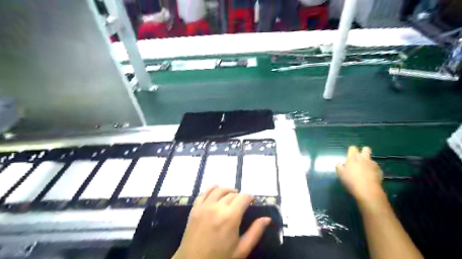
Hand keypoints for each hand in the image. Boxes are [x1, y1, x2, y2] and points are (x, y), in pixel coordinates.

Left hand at [173, 186, 270, 258]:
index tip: (252, 202)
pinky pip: (204, 192)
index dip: (250, 197)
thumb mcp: (241, 250)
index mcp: (230, 217)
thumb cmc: (220, 258)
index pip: (243, 197)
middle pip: (232, 194)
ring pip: (218, 190)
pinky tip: (216, 189)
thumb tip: (267, 218)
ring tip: (231, 195)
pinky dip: (212, 188)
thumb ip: (255, 232)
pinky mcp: (195, 208)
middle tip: (242, 204)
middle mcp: (217, 207)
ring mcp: (204, 206)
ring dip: (227, 190)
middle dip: (239, 196)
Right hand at [338, 146, 384, 201]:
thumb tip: (341, 163)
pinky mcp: (379, 170)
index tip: (349, 156)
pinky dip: (372, 170)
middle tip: (359, 159)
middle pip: (366, 149)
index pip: (352, 148)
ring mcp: (372, 164)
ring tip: (364, 171)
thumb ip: (339, 166)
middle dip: (363, 151)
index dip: (351, 151)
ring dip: (367, 162)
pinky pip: (375, 167)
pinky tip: (370, 177)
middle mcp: (363, 158)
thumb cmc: (351, 181)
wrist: (367, 190)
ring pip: (371, 159)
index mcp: (352, 158)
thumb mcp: (340, 174)